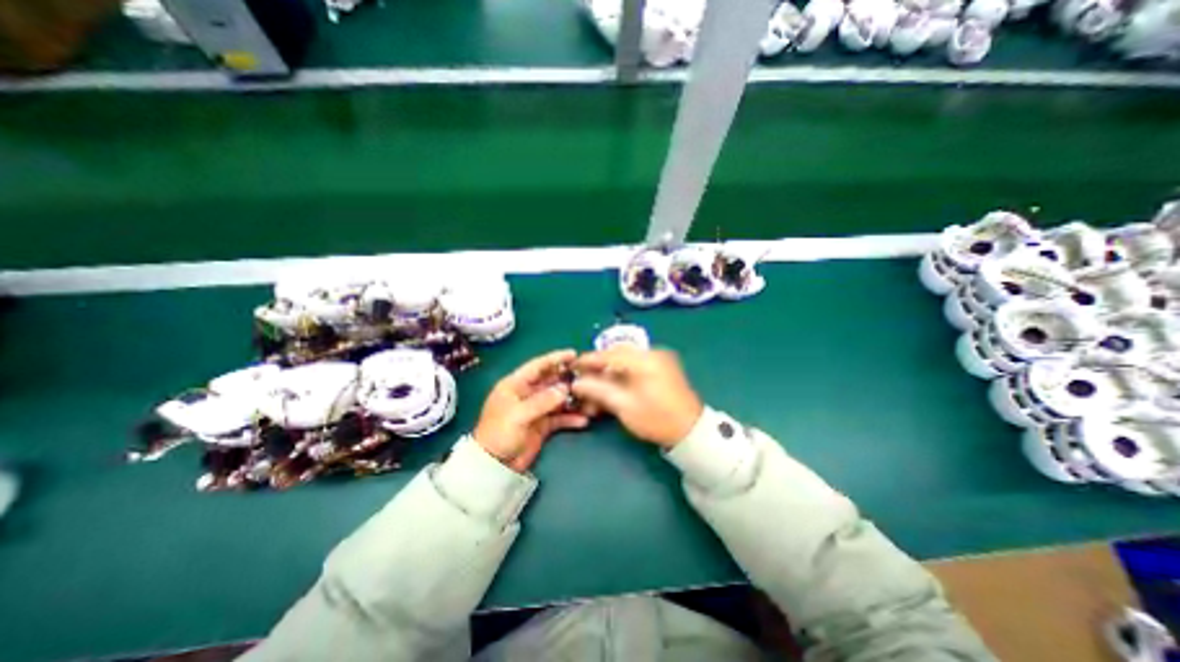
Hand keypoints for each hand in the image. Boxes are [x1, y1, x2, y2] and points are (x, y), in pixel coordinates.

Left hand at [474, 348, 585, 473]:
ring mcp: (535, 410)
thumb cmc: (499, 434)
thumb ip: (542, 401)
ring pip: (557, 399)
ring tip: (589, 397)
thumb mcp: (518, 415)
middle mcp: (526, 394)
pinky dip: (570, 418)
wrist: (494, 466)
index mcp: (515, 385)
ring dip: (572, 398)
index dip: (554, 358)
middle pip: (550, 381)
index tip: (573, 353)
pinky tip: (583, 420)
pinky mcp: (542, 425)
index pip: (537, 366)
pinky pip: (559, 417)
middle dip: (567, 378)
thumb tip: (565, 389)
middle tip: (587, 375)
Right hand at [571, 346, 697, 449]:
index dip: (588, 360)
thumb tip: (576, 382)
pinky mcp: (662, 368)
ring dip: (609, 375)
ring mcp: (659, 360)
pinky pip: (635, 367)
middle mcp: (652, 353)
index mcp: (644, 359)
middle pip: (616, 356)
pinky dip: (622, 377)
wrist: (691, 431)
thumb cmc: (656, 419)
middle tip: (583, 383)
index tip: (572, 366)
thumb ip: (598, 390)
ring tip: (596, 393)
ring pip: (625, 362)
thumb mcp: (623, 405)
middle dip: (598, 370)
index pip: (609, 354)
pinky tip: (612, 390)